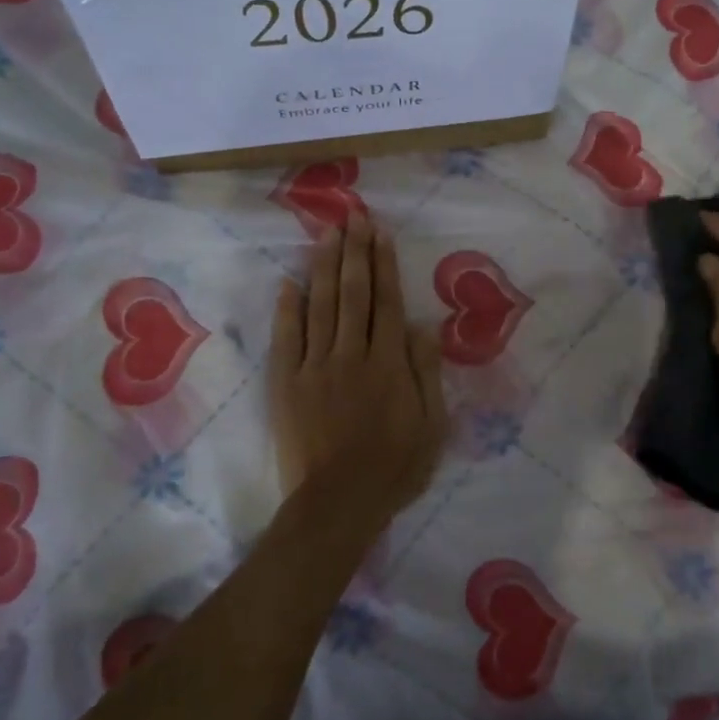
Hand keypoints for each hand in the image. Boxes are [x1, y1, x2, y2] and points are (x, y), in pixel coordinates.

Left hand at [269, 213, 447, 528]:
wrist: (339, 503)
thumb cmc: (395, 467)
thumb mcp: (432, 425)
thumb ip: (427, 373)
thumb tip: (424, 326)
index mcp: (388, 363)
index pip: (387, 303)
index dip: (384, 265)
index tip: (380, 233)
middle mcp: (351, 355)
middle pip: (353, 294)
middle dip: (354, 252)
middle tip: (353, 216)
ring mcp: (315, 367)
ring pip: (320, 307)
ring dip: (323, 267)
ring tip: (326, 233)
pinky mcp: (287, 384)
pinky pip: (286, 339)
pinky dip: (287, 309)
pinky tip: (289, 282)